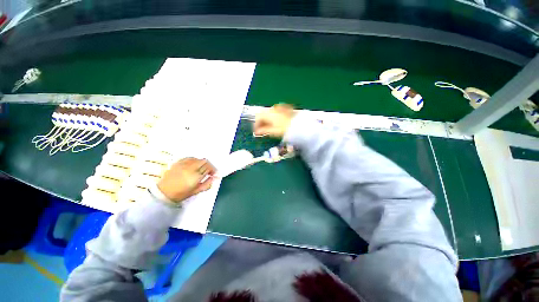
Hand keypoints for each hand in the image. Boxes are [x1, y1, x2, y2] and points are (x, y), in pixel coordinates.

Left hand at [157, 158, 215, 202]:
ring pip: (198, 159)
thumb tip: (214, 178)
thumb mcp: (196, 191)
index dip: (213, 170)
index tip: (214, 174)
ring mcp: (184, 164)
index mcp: (195, 176)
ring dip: (202, 163)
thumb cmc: (180, 194)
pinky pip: (190, 158)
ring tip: (201, 168)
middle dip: (209, 166)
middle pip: (205, 161)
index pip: (209, 168)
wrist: (163, 193)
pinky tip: (194, 164)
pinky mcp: (178, 162)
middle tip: (209, 171)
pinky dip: (194, 160)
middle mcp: (191, 168)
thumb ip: (207, 184)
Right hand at [253, 104, 295, 137]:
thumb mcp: (273, 131)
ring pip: (269, 113)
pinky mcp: (285, 109)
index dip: (256, 125)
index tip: (256, 132)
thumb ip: (263, 131)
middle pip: (263, 114)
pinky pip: (275, 112)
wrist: (300, 125)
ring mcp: (279, 108)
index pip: (258, 117)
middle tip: (262, 130)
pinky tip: (276, 123)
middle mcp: (273, 109)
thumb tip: (257, 132)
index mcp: (268, 113)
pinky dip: (273, 117)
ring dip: (267, 120)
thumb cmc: (286, 129)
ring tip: (269, 128)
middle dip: (261, 122)